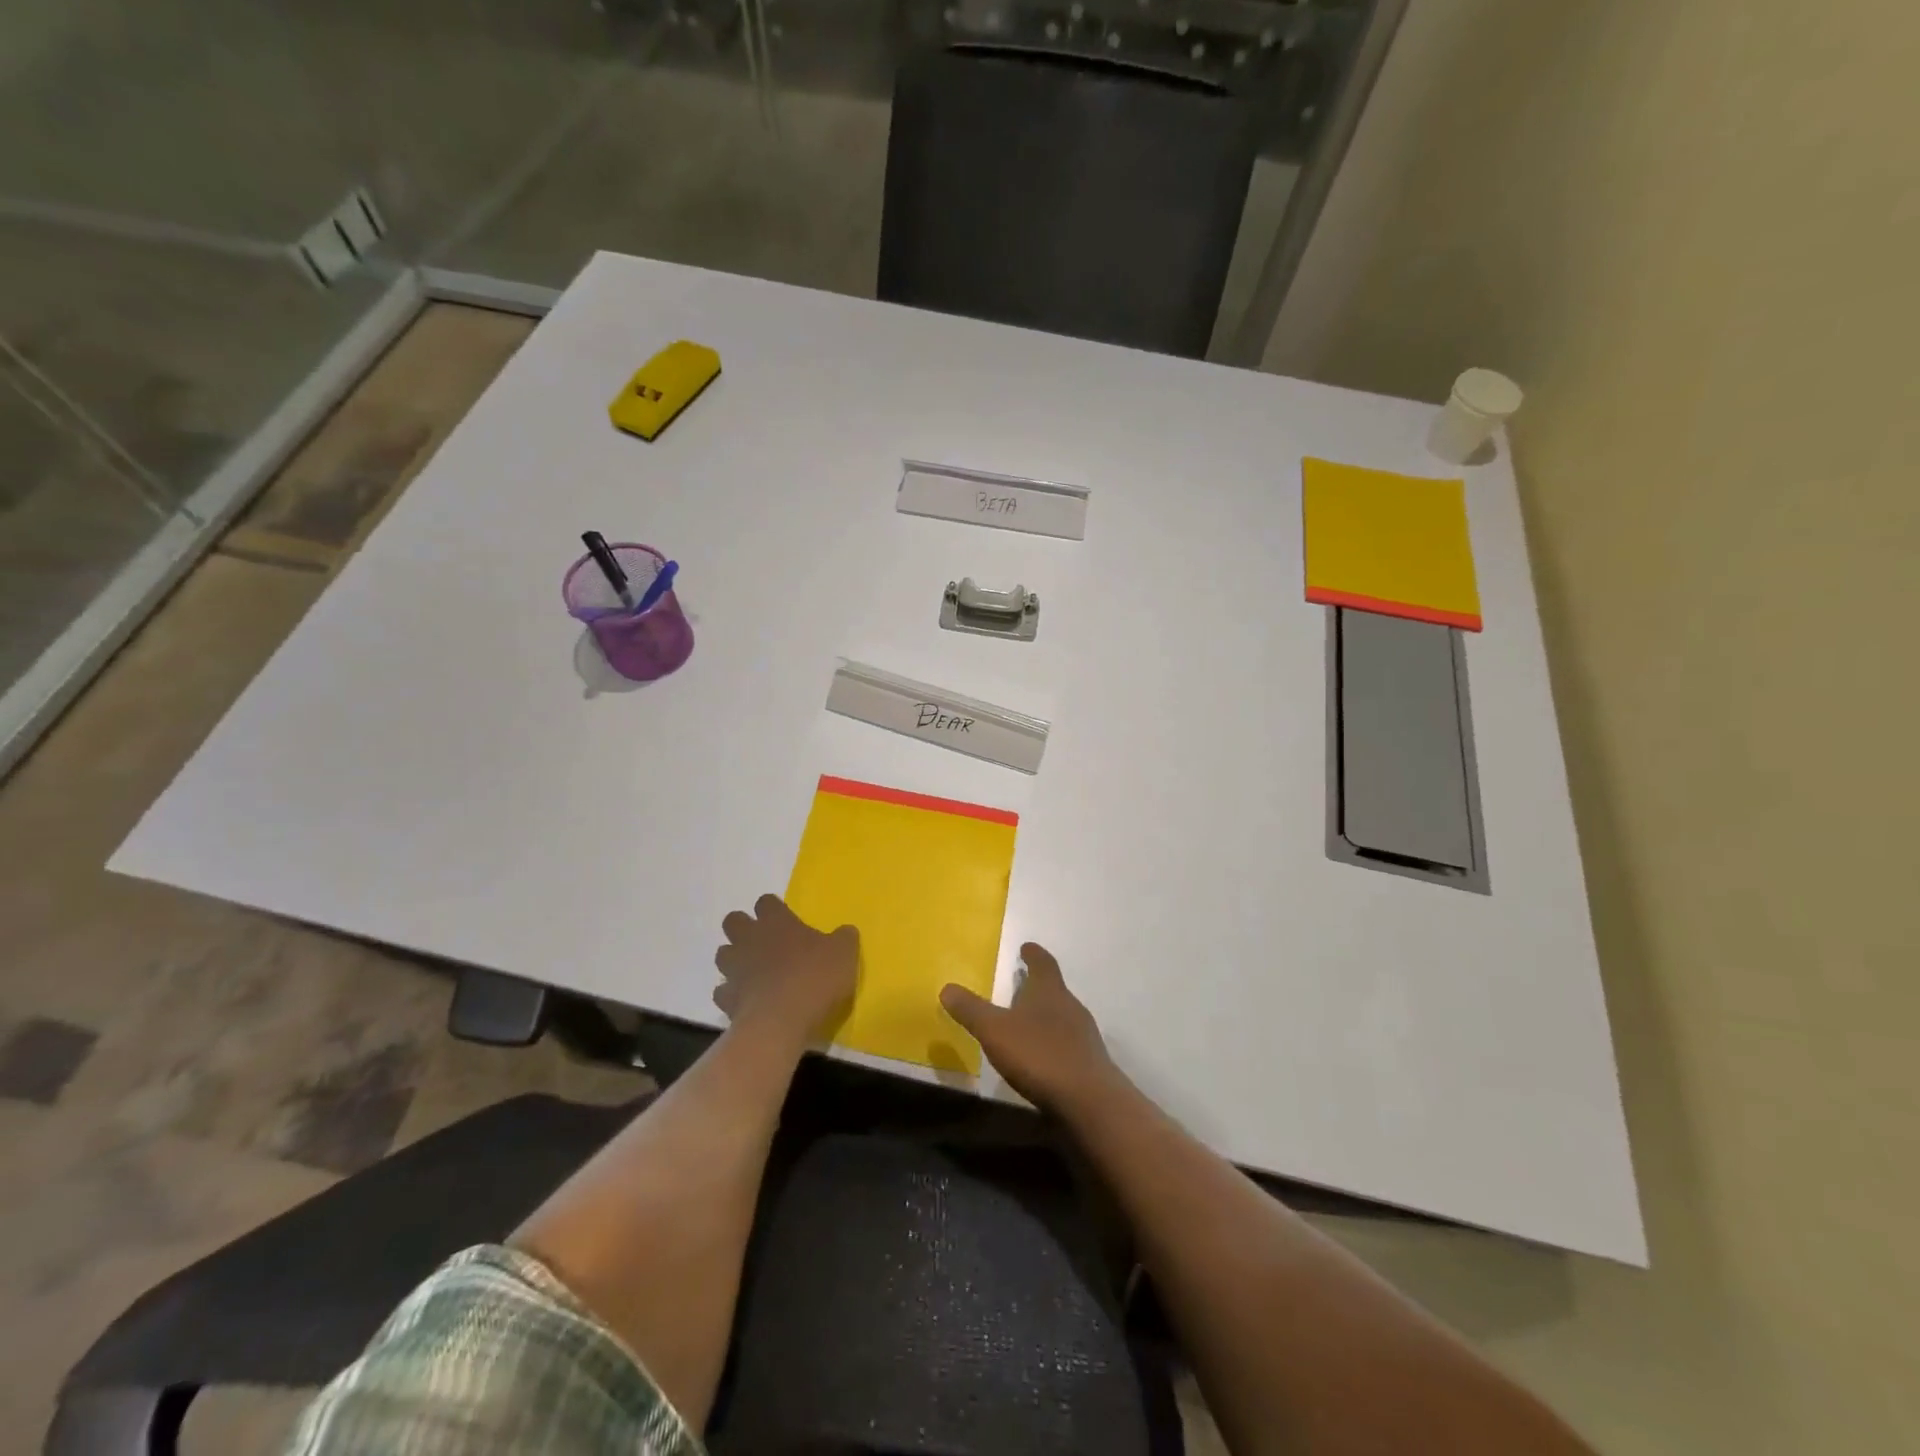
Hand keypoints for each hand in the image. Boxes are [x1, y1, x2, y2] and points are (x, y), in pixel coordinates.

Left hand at [714, 894, 858, 1045]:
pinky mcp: (726, 998)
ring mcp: (734, 968)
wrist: (782, 1021)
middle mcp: (750, 939)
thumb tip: (845, 931)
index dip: (774, 909)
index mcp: (777, 922)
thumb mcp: (845, 953)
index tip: (785, 920)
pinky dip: (731, 994)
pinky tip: (747, 1001)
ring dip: (734, 959)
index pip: (766, 902)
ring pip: (723, 953)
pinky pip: (722, 991)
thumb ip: (843, 938)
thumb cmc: (815, 978)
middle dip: (743, 928)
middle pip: (733, 921)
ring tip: (753, 971)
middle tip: (764, 942)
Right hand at [941, 943, 1117, 1113]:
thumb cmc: (1039, 1054)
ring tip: (1028, 1022)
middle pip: (1054, 989)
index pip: (1043, 963)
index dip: (1033, 954)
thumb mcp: (995, 1031)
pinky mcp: (1090, 1063)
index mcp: (1049, 990)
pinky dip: (1054, 1043)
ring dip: (1046, 1016)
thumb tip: (947, 988)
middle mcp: (1071, 1006)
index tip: (1026, 947)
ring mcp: (1084, 1035)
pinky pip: (1068, 1043)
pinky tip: (1043, 1058)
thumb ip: (971, 1010)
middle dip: (1038, 986)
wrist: (1089, 1100)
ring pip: (1063, 1016)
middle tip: (1021, 985)